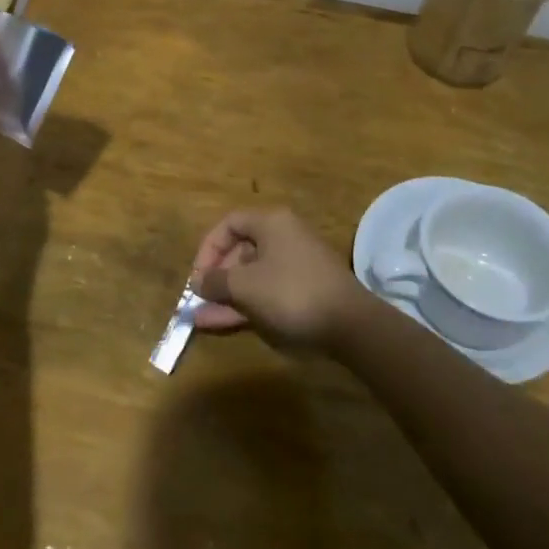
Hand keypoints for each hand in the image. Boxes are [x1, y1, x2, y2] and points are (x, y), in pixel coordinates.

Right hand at [188, 208, 365, 351]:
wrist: (351, 325)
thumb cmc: (292, 293)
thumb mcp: (246, 286)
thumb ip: (216, 281)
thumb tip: (198, 282)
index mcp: (271, 223)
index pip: (229, 224)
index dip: (208, 248)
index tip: (197, 276)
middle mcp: (284, 237)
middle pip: (240, 250)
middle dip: (216, 277)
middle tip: (199, 300)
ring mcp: (296, 265)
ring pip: (252, 276)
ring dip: (227, 296)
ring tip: (202, 319)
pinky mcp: (305, 291)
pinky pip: (267, 292)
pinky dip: (247, 305)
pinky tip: (223, 324)